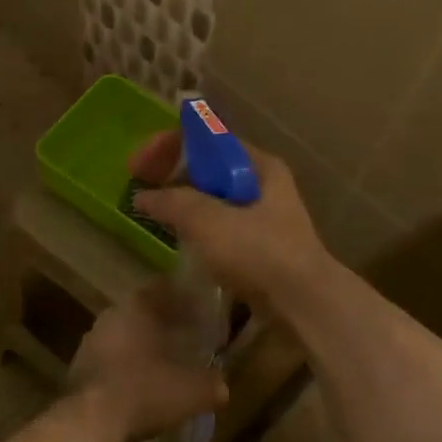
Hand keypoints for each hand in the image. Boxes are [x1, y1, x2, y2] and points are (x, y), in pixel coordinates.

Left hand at [72, 284, 229, 441]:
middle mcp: (111, 316)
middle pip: (142, 312)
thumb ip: (212, 384)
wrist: (90, 420)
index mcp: (137, 307)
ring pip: (124, 336)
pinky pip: (110, 360)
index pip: (163, 288)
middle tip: (186, 338)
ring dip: (142, 347)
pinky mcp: (79, 368)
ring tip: (164, 364)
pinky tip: (140, 386)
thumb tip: (222, 386)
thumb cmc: (145, 390)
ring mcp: (91, 342)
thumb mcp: (192, 391)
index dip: (183, 297)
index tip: (200, 309)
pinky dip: (126, 367)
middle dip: (163, 324)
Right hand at [127, 131, 332, 309]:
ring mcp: (262, 214)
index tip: (137, 167)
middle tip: (140, 188)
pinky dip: (194, 224)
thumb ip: (172, 202)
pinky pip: (218, 223)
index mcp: (257, 164)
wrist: (303, 304)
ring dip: (180, 200)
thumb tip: (142, 196)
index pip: (205, 138)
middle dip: (171, 173)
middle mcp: (262, 182)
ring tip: (152, 212)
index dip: (167, 146)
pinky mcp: (258, 244)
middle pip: (207, 165)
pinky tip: (177, 236)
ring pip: (211, 196)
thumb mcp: (209, 221)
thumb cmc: (259, 252)